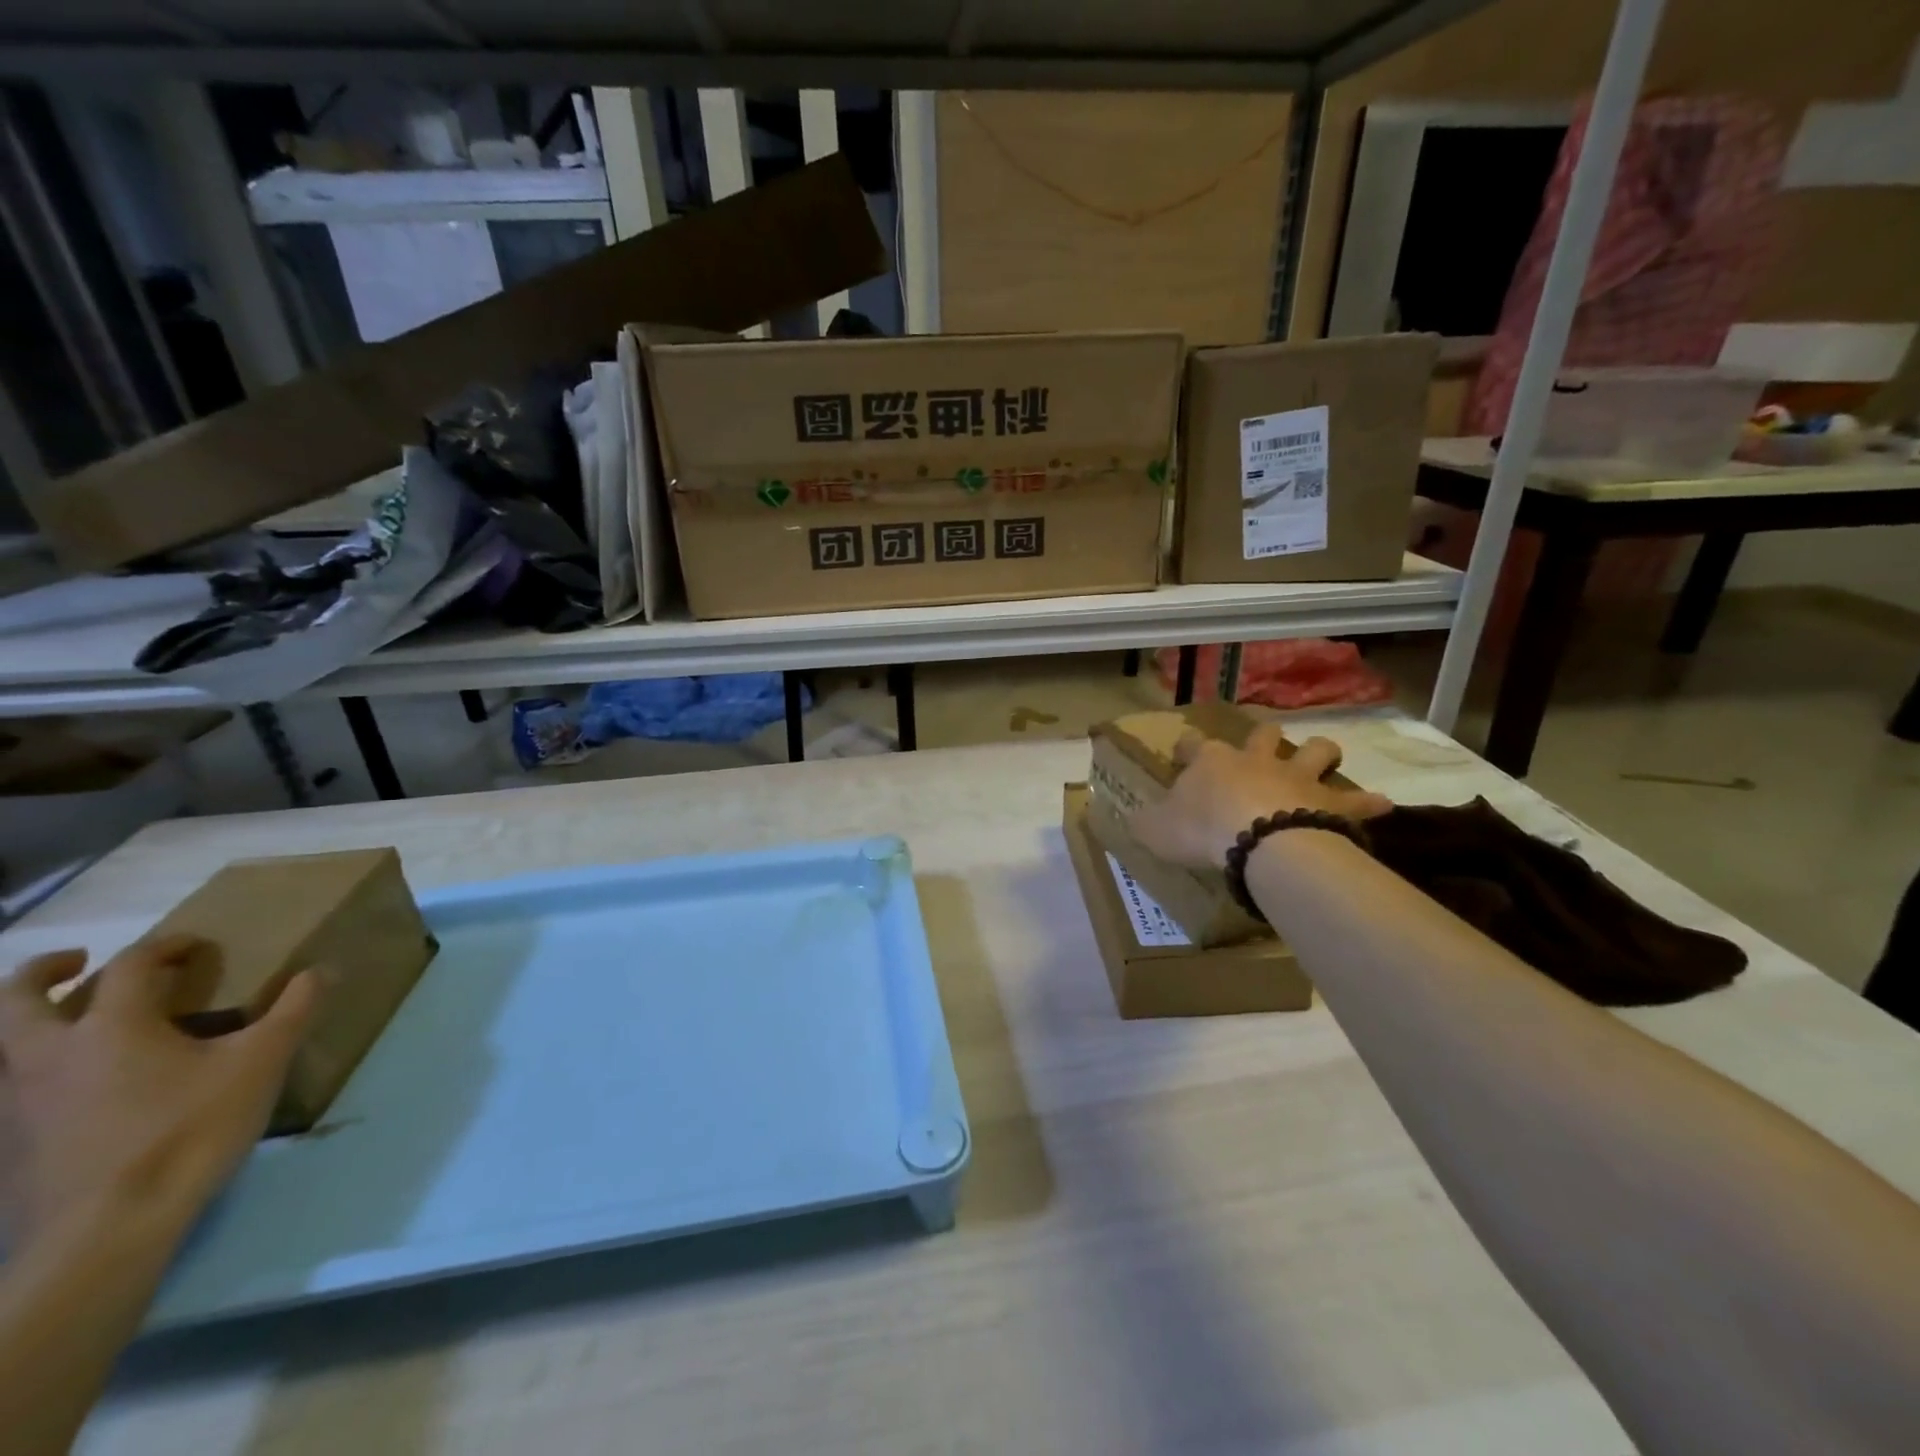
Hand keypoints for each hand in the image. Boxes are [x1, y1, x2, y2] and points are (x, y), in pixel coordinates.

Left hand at [0, 935, 317, 1252]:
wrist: (107, 1231)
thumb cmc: (189, 1130)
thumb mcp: (261, 1063)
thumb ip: (292, 1011)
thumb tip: (321, 970)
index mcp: (110, 1027)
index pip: (130, 967)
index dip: (164, 947)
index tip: (193, 946)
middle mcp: (47, 1056)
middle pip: (15, 1001)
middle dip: (41, 972)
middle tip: (75, 962)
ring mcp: (15, 1105)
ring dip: (25, 1024)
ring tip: (65, 1023)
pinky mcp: (8, 1146)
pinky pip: (6, 1093)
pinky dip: (26, 1074)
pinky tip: (63, 1088)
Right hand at [1130, 725, 1392, 869]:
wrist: (1259, 840)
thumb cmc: (1201, 830)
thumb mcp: (1155, 830)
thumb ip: (1143, 823)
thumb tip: (1130, 820)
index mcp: (1210, 762)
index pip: (1193, 744)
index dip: (1186, 748)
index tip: (1182, 754)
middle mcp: (1255, 760)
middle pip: (1263, 734)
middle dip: (1263, 737)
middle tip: (1262, 748)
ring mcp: (1296, 777)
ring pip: (1315, 749)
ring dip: (1319, 752)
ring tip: (1322, 759)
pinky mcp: (1329, 802)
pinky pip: (1356, 800)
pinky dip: (1367, 803)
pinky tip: (1380, 806)